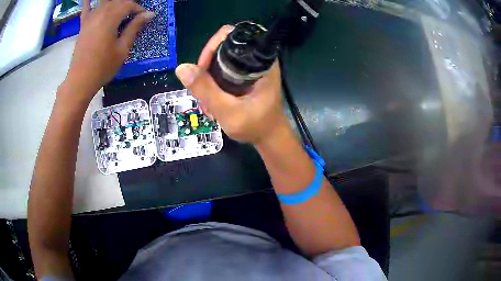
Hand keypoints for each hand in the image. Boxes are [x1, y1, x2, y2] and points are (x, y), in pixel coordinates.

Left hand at [62, 0, 154, 100]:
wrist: (80, 81)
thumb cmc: (102, 67)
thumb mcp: (122, 49)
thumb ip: (134, 28)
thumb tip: (149, 14)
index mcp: (110, 18)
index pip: (128, 4)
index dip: (138, 9)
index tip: (143, 18)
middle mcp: (100, 13)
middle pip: (117, 1)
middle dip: (128, 5)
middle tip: (133, 16)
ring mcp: (90, 18)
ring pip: (105, 2)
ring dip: (115, 3)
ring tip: (120, 12)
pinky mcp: (83, 25)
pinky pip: (86, 7)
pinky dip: (88, 1)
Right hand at [175, 25, 287, 144]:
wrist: (269, 138)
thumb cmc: (255, 126)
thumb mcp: (228, 111)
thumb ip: (206, 90)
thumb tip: (181, 68)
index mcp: (261, 62)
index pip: (232, 36)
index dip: (212, 48)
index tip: (202, 69)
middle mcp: (257, 60)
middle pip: (222, 48)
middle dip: (207, 68)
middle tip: (203, 91)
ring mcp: (250, 69)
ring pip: (220, 61)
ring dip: (208, 79)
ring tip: (208, 103)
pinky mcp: (246, 77)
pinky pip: (223, 72)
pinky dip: (214, 84)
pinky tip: (212, 102)